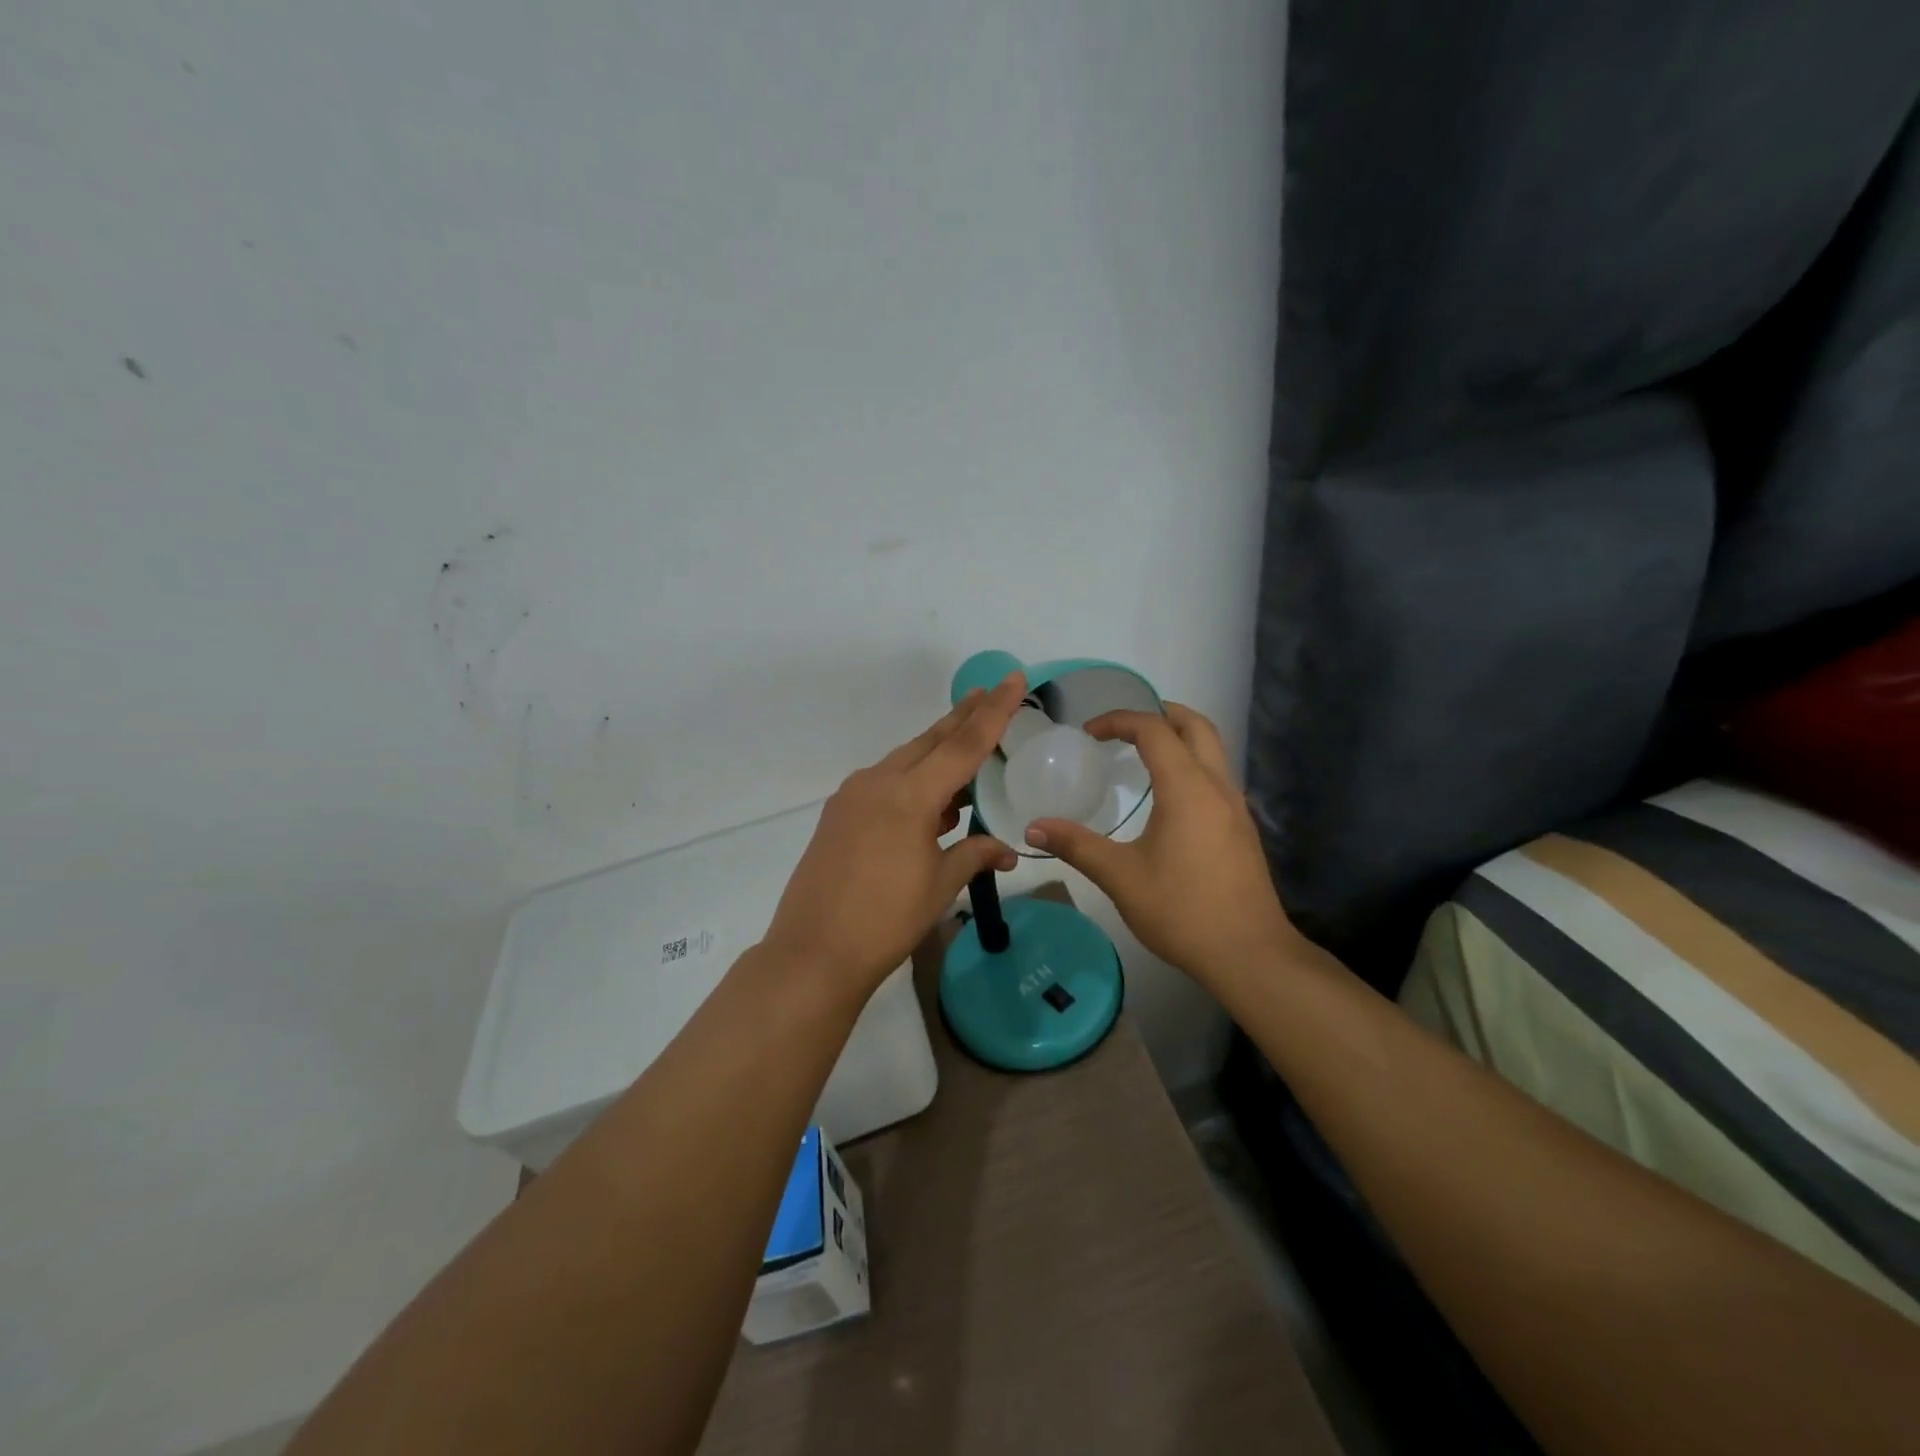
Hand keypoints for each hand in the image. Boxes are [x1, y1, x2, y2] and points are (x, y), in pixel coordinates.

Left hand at [762, 673, 1026, 998]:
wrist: (813, 952)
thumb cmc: (886, 920)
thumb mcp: (939, 886)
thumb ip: (974, 855)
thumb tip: (1007, 851)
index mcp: (909, 796)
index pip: (962, 744)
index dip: (992, 711)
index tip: (1011, 678)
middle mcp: (878, 783)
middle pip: (929, 741)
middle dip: (961, 717)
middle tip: (988, 692)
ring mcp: (853, 796)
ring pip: (905, 761)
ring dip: (936, 753)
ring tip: (967, 750)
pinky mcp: (838, 814)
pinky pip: (884, 783)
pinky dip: (912, 781)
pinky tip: (930, 802)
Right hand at [1024, 703, 1298, 986]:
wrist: (1249, 954)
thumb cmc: (1182, 911)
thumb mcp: (1120, 877)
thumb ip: (1076, 846)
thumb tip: (1033, 828)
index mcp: (1187, 788)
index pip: (1154, 729)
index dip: (1119, 720)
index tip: (1089, 733)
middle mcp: (1217, 786)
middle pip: (1195, 725)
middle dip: (1159, 713)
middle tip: (1123, 726)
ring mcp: (1235, 807)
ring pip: (1212, 749)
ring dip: (1179, 737)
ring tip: (1142, 753)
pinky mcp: (1242, 828)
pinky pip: (1217, 775)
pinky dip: (1191, 763)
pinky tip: (1168, 796)